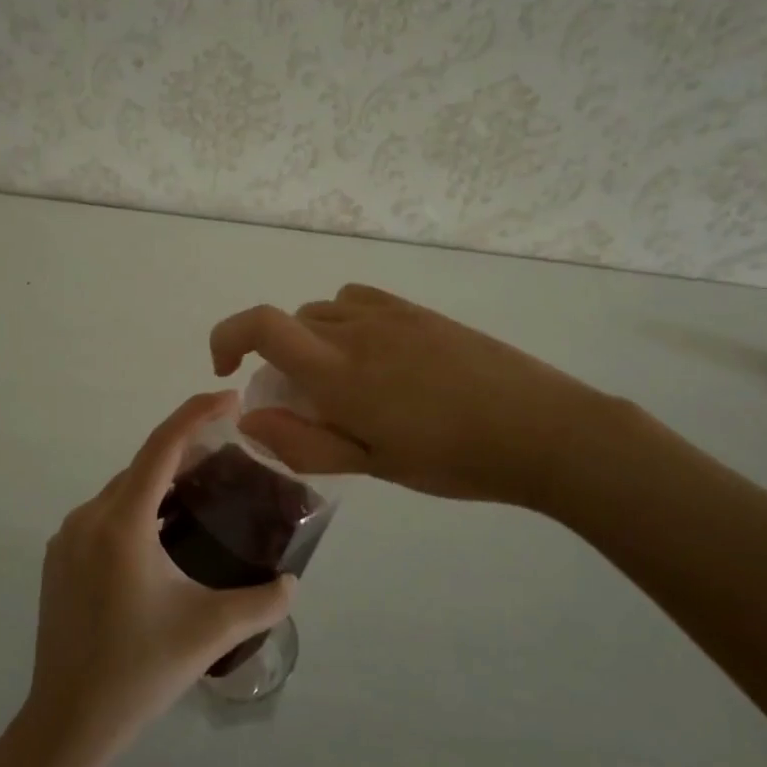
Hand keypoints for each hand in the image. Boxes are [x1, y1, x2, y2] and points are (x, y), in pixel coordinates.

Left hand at [23, 392, 296, 766]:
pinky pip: (105, 515)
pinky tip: (161, 538)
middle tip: (230, 457)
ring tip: (201, 496)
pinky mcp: (58, 559)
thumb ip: (262, 602)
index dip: (197, 413)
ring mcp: (67, 538)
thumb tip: (292, 582)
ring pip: (123, 491)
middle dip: (185, 452)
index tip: (232, 399)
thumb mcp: (210, 632)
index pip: (162, 446)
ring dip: (160, 484)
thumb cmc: (139, 670)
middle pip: (143, 466)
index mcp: (122, 522)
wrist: (66, 723)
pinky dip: (137, 509)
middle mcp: (89, 516)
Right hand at [210, 284, 621, 509]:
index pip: (261, 325)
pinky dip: (345, 322)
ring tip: (344, 383)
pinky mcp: (419, 311)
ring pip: (324, 311)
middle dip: (278, 359)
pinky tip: (375, 357)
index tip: (225, 369)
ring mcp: (390, 314)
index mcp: (338, 371)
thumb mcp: (372, 466)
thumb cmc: (452, 459)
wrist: (541, 429)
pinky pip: (359, 299)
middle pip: (291, 323)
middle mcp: (356, 329)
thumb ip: (303, 442)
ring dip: (313, 341)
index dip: (227, 337)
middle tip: (306, 406)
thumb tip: (249, 418)